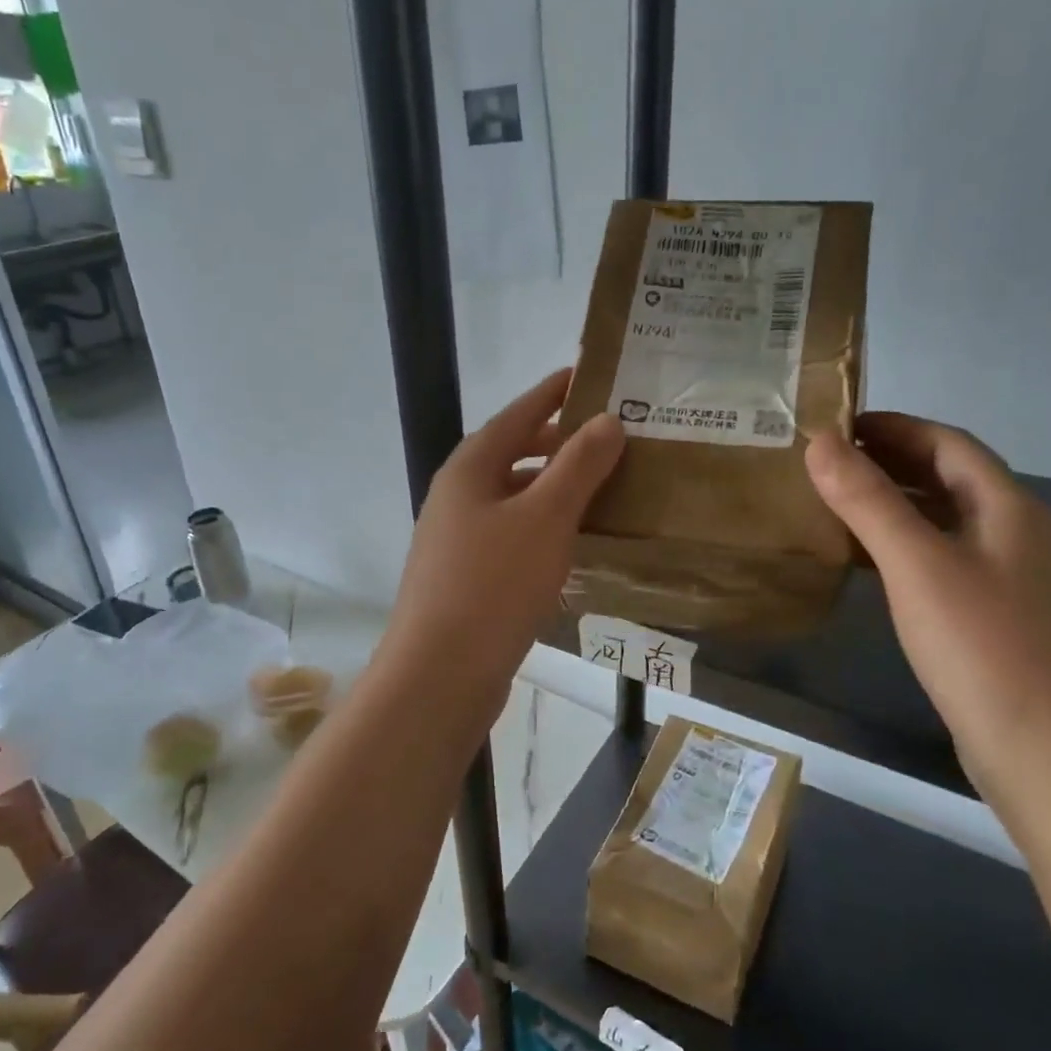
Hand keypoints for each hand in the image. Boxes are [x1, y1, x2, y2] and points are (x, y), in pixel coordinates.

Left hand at [379, 369, 623, 727]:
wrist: (440, 674)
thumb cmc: (494, 585)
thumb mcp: (545, 517)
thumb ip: (578, 466)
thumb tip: (607, 420)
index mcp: (470, 468)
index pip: (518, 413)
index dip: (553, 393)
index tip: (587, 376)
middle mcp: (458, 496)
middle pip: (514, 454)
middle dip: (559, 443)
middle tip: (610, 439)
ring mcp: (457, 538)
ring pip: (514, 498)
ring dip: (554, 489)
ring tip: (603, 489)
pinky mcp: (466, 576)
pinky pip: (512, 535)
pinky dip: (543, 527)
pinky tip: (572, 543)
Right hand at [805, 413, 1050, 793]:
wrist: (1049, 754)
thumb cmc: (983, 646)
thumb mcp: (917, 564)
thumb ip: (867, 500)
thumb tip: (819, 442)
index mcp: (1008, 507)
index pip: (947, 443)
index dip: (893, 427)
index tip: (834, 425)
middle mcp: (1015, 534)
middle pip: (947, 478)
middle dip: (888, 462)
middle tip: (822, 463)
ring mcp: (1008, 579)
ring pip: (942, 521)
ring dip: (891, 504)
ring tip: (831, 504)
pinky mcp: (993, 618)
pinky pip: (939, 561)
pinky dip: (899, 547)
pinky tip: (865, 563)